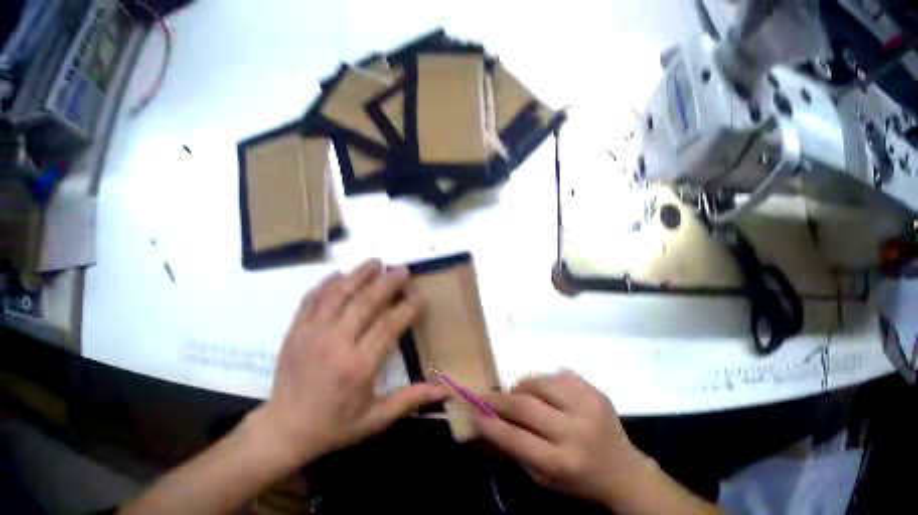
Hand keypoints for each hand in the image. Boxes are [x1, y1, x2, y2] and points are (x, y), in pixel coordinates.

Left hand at [252, 259, 446, 469]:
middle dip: (386, 283)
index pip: (388, 327)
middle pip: (364, 302)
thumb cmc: (335, 426)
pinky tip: (338, 275)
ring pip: (337, 294)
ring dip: (357, 275)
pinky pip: (311, 299)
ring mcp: (311, 333)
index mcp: (359, 366)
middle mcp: (335, 342)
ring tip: (375, 262)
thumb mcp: (375, 420)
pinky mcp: (295, 330)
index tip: (419, 295)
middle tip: (402, 269)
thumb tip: (446, 391)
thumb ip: (409, 400)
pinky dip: (325, 284)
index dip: (406, 308)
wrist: (288, 426)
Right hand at [474, 372, 652, 509]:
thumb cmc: (577, 481)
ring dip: (521, 386)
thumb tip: (487, 424)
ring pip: (543, 382)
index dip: (487, 423)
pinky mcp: (599, 394)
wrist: (622, 471)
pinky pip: (564, 375)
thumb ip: (514, 451)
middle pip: (525, 405)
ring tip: (515, 396)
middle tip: (484, 398)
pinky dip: (546, 381)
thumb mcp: (541, 478)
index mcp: (557, 460)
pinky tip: (543, 392)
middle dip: (497, 399)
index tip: (471, 412)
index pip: (512, 436)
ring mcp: (590, 408)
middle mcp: (574, 431)